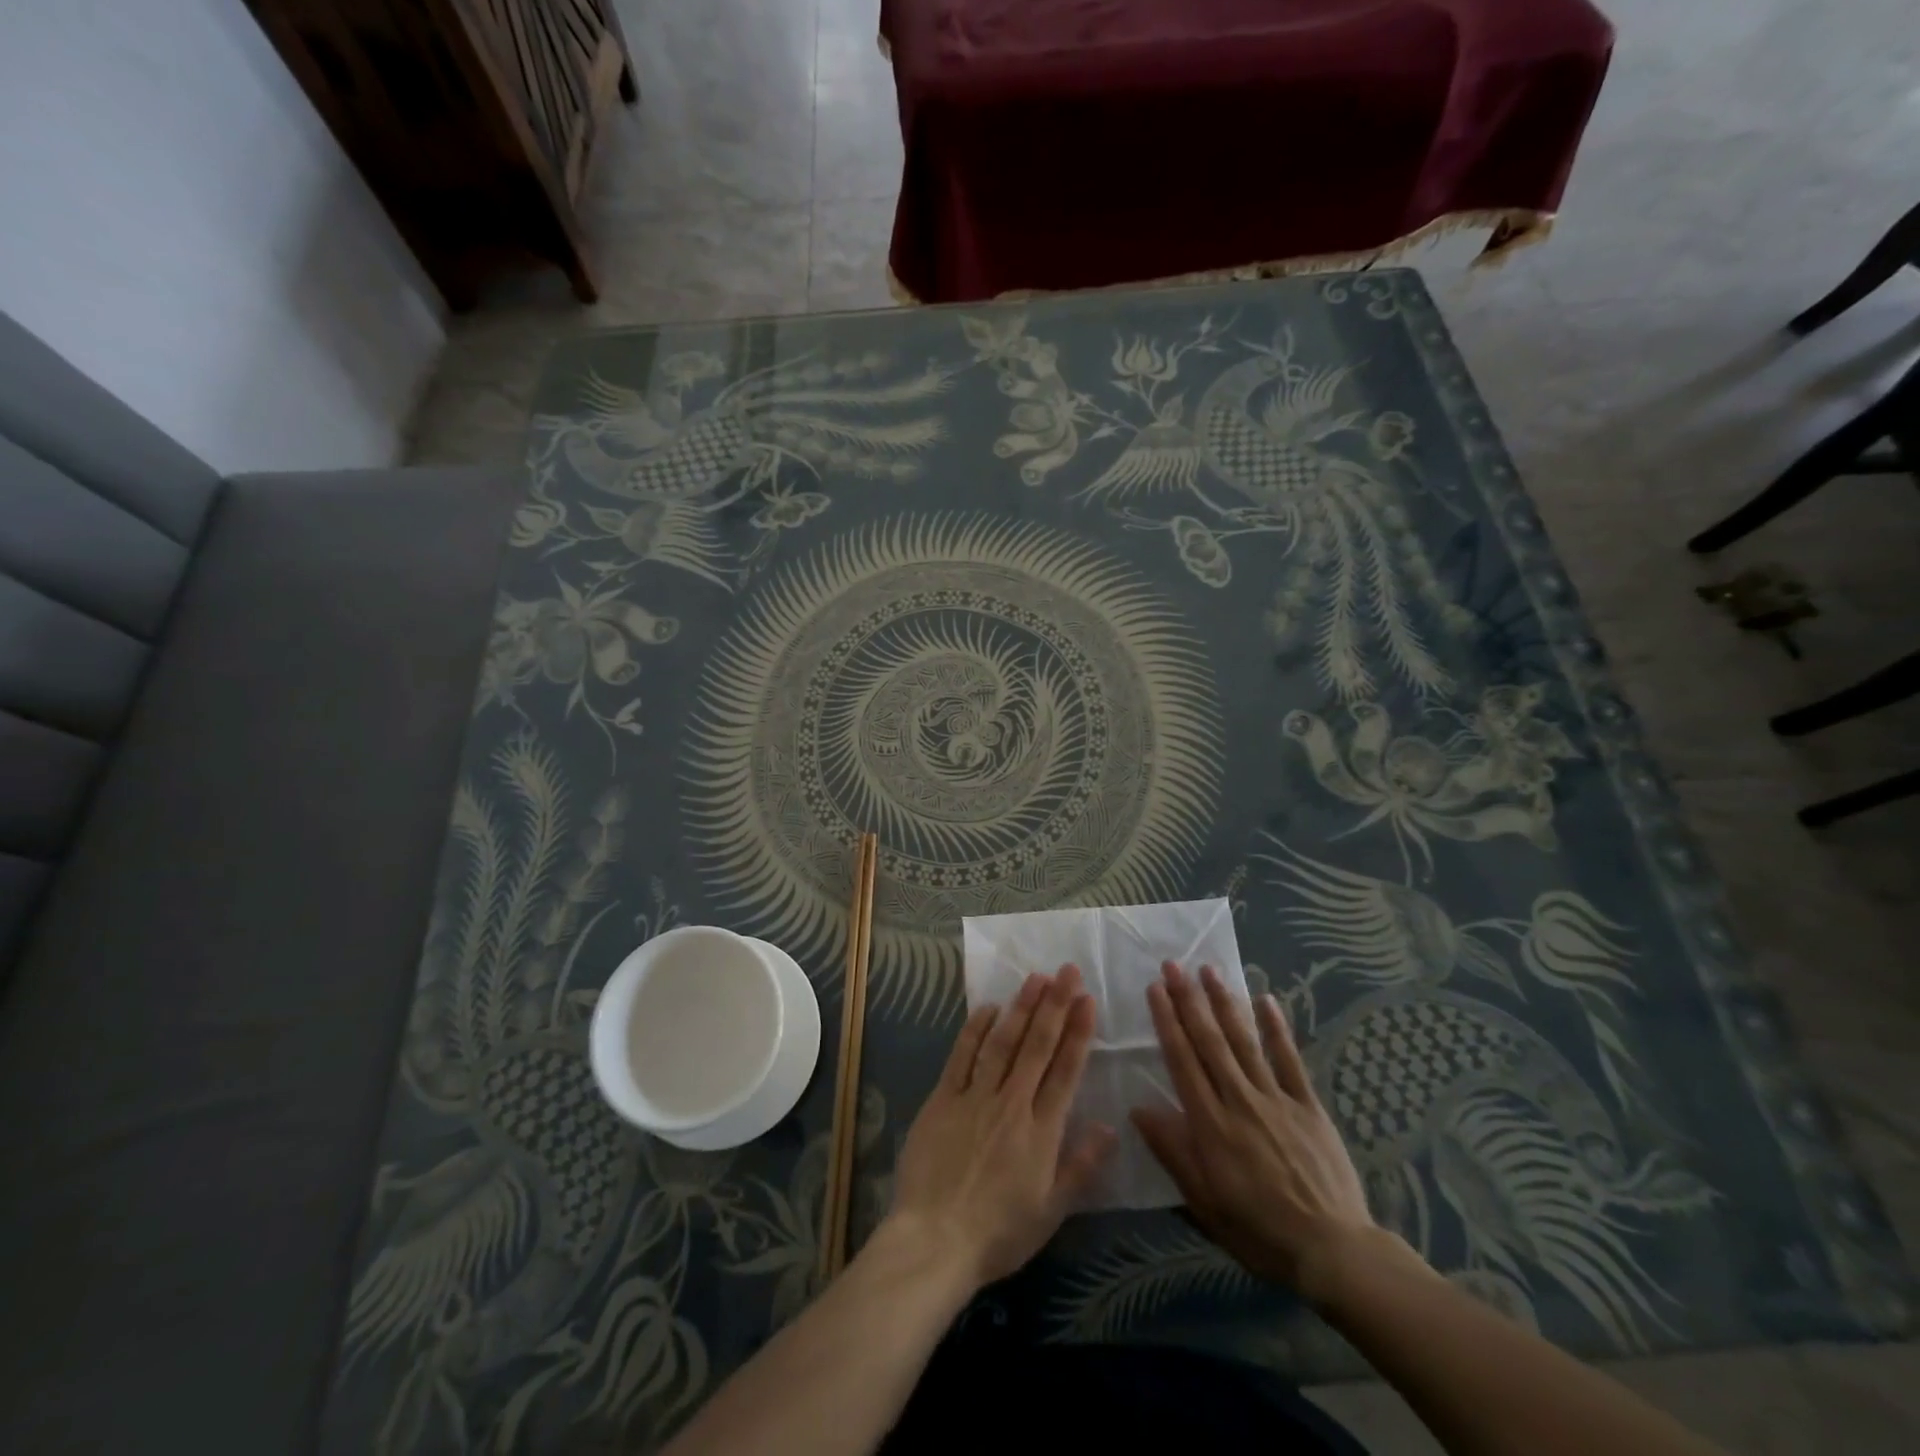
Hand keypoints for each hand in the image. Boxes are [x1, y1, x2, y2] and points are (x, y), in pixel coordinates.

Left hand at [884, 965, 1115, 1290]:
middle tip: (1067, 971)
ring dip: (1021, 1007)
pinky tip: (988, 1007)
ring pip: (1002, 1042)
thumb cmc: (998, 1233)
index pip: (1065, 1071)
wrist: (935, 1241)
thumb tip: (1109, 1126)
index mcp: (1041, 1131)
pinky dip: (976, 1029)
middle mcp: (1011, 1104)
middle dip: (1055, 1005)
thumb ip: (1080, 1166)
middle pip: (1037, 1046)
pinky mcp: (943, 1098)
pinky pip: (962, 1056)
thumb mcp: (1050, 1211)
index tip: (1087, 1000)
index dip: (1078, 1033)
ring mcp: (975, 1097)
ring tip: (1036, 978)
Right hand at [1132, 962, 1376, 1298]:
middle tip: (1174, 964)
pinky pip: (1290, 1060)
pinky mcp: (1308, 1105)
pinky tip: (1266, 999)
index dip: (1167, 1021)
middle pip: (1209, 1041)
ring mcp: (1276, 1099)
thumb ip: (1173, 1151)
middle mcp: (1239, 1100)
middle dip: (1189, 1000)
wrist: (1333, 1251)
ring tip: (1209, 970)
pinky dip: (1277, 1029)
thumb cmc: (1259, 1230)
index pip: (1182, 1060)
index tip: (1155, 988)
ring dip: (1224, 1002)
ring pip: (1244, 1041)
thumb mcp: (1204, 1202)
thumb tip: (1138, 1109)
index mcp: (1211, 1123)